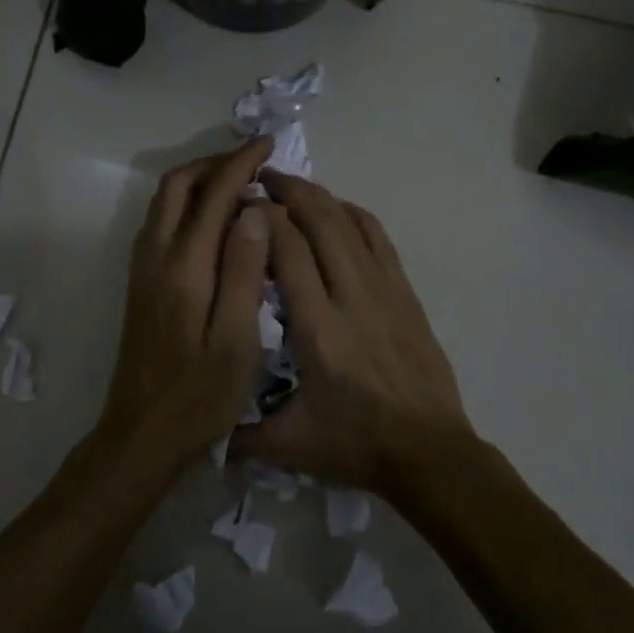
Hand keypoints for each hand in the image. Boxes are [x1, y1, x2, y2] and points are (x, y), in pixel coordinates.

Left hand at [98, 139, 273, 468]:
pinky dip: (188, 204)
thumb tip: (253, 212)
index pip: (213, 195)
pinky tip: (215, 222)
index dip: (241, 164)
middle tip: (254, 161)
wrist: (142, 433)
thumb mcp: (237, 340)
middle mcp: (156, 257)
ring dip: (199, 181)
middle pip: (177, 186)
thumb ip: (244, 272)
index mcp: (184, 267)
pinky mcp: (141, 283)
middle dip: (215, 163)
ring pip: (164, 202)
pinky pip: (161, 222)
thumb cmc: (200, 395)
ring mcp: (143, 269)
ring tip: (240, 184)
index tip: (269, 146)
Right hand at [234, 171, 474, 494]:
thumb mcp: (290, 447)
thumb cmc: (358, 445)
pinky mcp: (405, 294)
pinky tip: (337, 210)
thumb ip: (241, 435)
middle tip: (261, 179)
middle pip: (321, 221)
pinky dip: (354, 215)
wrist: (431, 453)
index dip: (262, 218)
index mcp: (318, 330)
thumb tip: (202, 431)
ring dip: (320, 197)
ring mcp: (385, 291)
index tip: (239, 205)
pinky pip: (379, 239)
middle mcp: (352, 297)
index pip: (287, 250)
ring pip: (351, 223)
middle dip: (289, 191)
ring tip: (293, 186)